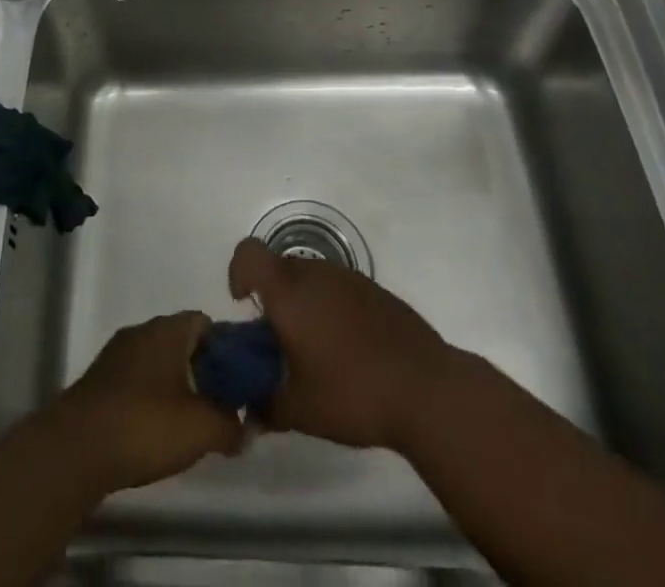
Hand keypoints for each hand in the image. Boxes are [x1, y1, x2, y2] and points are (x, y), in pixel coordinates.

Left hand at [47, 312, 243, 495]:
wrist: (75, 448)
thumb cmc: (145, 424)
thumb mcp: (201, 428)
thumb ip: (231, 425)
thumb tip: (247, 428)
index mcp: (167, 329)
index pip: (205, 322)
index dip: (227, 348)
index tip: (239, 380)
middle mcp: (142, 331)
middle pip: (182, 342)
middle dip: (203, 370)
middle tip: (220, 406)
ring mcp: (117, 355)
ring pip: (158, 362)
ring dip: (177, 386)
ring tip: (192, 424)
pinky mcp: (100, 381)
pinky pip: (137, 380)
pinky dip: (152, 398)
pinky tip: (157, 432)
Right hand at [228, 236, 460, 451]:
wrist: (426, 388)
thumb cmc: (353, 393)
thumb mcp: (300, 411)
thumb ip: (267, 407)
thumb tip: (250, 412)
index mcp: (290, 292)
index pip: (249, 253)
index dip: (238, 271)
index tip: (244, 304)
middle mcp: (316, 274)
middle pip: (279, 267)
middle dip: (272, 297)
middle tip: (280, 341)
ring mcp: (349, 278)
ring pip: (311, 277)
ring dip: (303, 303)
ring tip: (316, 351)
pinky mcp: (375, 290)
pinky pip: (339, 288)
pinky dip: (332, 309)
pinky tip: (349, 351)